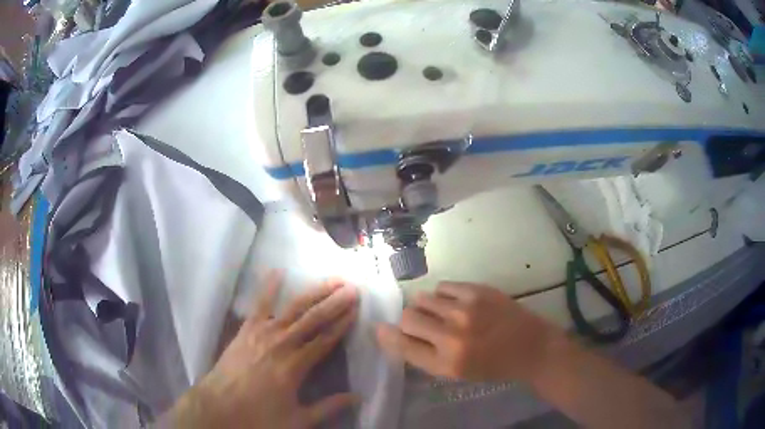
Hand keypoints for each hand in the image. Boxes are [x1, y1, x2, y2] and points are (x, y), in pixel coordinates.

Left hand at [170, 272, 358, 428]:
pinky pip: (259, 304)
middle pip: (313, 319)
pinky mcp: (246, 329)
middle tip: (352, 288)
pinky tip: (277, 271)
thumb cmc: (259, 415)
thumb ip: (328, 407)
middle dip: (335, 302)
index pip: (326, 340)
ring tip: (331, 280)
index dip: (343, 324)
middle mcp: (282, 343)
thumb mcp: (298, 419)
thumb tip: (357, 397)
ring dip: (314, 292)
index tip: (357, 309)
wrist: (219, 406)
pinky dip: (268, 286)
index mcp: (296, 366)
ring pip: (293, 307)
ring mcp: (262, 332)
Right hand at [376, 282, 561, 381]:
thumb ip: (424, 354)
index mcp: (446, 362)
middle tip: (424, 325)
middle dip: (409, 321)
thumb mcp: (455, 372)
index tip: (381, 328)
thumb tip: (393, 332)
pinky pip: (442, 286)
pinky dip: (443, 295)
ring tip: (442, 313)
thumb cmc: (491, 365)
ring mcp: (466, 309)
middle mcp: (452, 336)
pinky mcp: (478, 291)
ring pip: (423, 298)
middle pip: (408, 317)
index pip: (402, 345)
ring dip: (426, 307)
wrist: (531, 347)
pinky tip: (456, 303)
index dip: (388, 335)